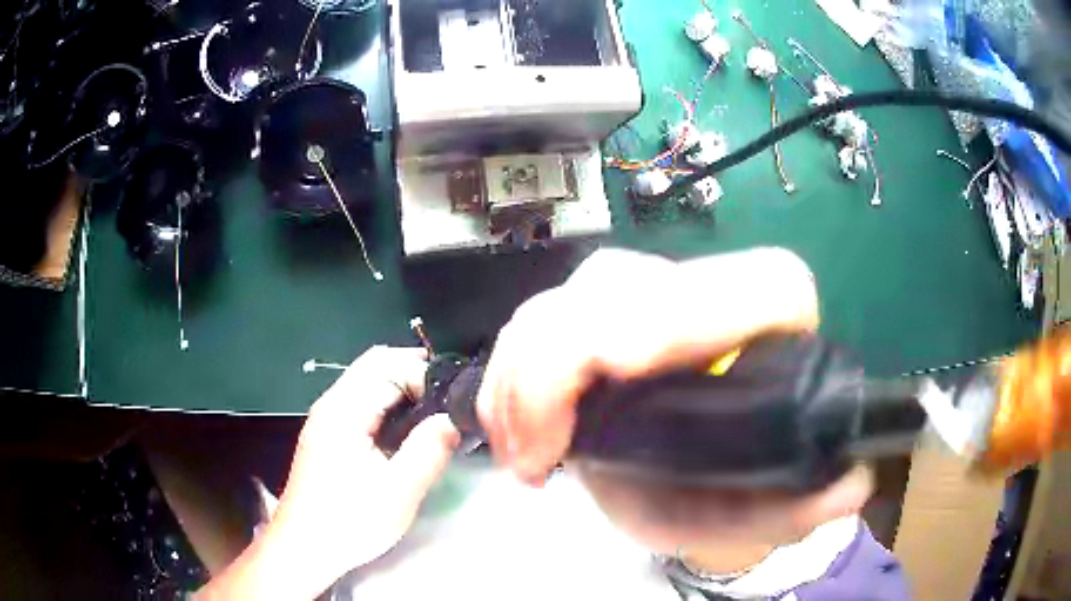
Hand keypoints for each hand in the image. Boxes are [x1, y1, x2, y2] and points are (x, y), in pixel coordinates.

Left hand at [276, 346, 460, 575]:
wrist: (305, 546)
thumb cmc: (349, 521)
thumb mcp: (398, 491)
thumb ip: (429, 450)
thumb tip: (453, 419)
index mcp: (344, 410)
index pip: (388, 364)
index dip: (424, 375)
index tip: (453, 403)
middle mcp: (332, 404)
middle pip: (376, 365)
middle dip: (415, 375)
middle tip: (450, 403)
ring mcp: (327, 419)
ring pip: (368, 383)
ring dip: (402, 391)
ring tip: (436, 418)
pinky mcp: (328, 436)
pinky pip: (363, 404)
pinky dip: (389, 407)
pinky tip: (407, 434)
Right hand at [476, 248, 870, 551]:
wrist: (703, 474)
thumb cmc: (740, 487)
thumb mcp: (768, 510)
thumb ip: (808, 506)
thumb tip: (848, 485)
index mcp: (775, 321)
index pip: (746, 286)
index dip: (681, 309)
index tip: (617, 365)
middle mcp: (709, 292)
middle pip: (623, 287)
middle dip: (562, 361)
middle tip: (537, 453)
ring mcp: (644, 294)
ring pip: (567, 301)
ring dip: (524, 376)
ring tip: (523, 454)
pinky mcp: (595, 312)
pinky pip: (536, 322)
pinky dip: (510, 375)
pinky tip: (509, 428)